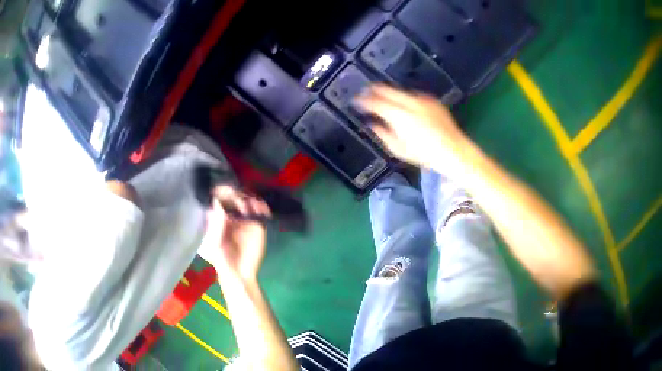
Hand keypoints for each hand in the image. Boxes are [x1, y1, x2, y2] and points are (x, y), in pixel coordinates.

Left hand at [203, 185, 270, 282]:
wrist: (238, 273)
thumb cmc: (221, 259)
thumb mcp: (213, 244)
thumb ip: (215, 225)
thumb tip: (217, 203)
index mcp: (216, 216)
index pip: (218, 197)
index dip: (221, 191)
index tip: (225, 190)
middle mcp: (230, 214)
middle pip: (233, 195)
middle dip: (236, 194)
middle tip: (240, 202)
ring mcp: (244, 218)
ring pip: (248, 199)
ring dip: (250, 198)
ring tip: (251, 206)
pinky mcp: (257, 224)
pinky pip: (261, 210)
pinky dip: (262, 207)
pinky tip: (261, 209)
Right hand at [356, 85, 468, 171]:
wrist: (454, 151)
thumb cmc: (424, 155)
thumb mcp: (399, 149)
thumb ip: (382, 133)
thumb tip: (372, 123)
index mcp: (398, 115)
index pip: (375, 102)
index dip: (363, 100)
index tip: (356, 101)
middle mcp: (409, 102)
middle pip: (386, 89)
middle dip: (373, 90)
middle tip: (365, 93)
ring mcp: (422, 99)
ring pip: (399, 90)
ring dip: (389, 92)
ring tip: (382, 97)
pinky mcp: (432, 100)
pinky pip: (413, 94)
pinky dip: (404, 97)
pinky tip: (404, 103)